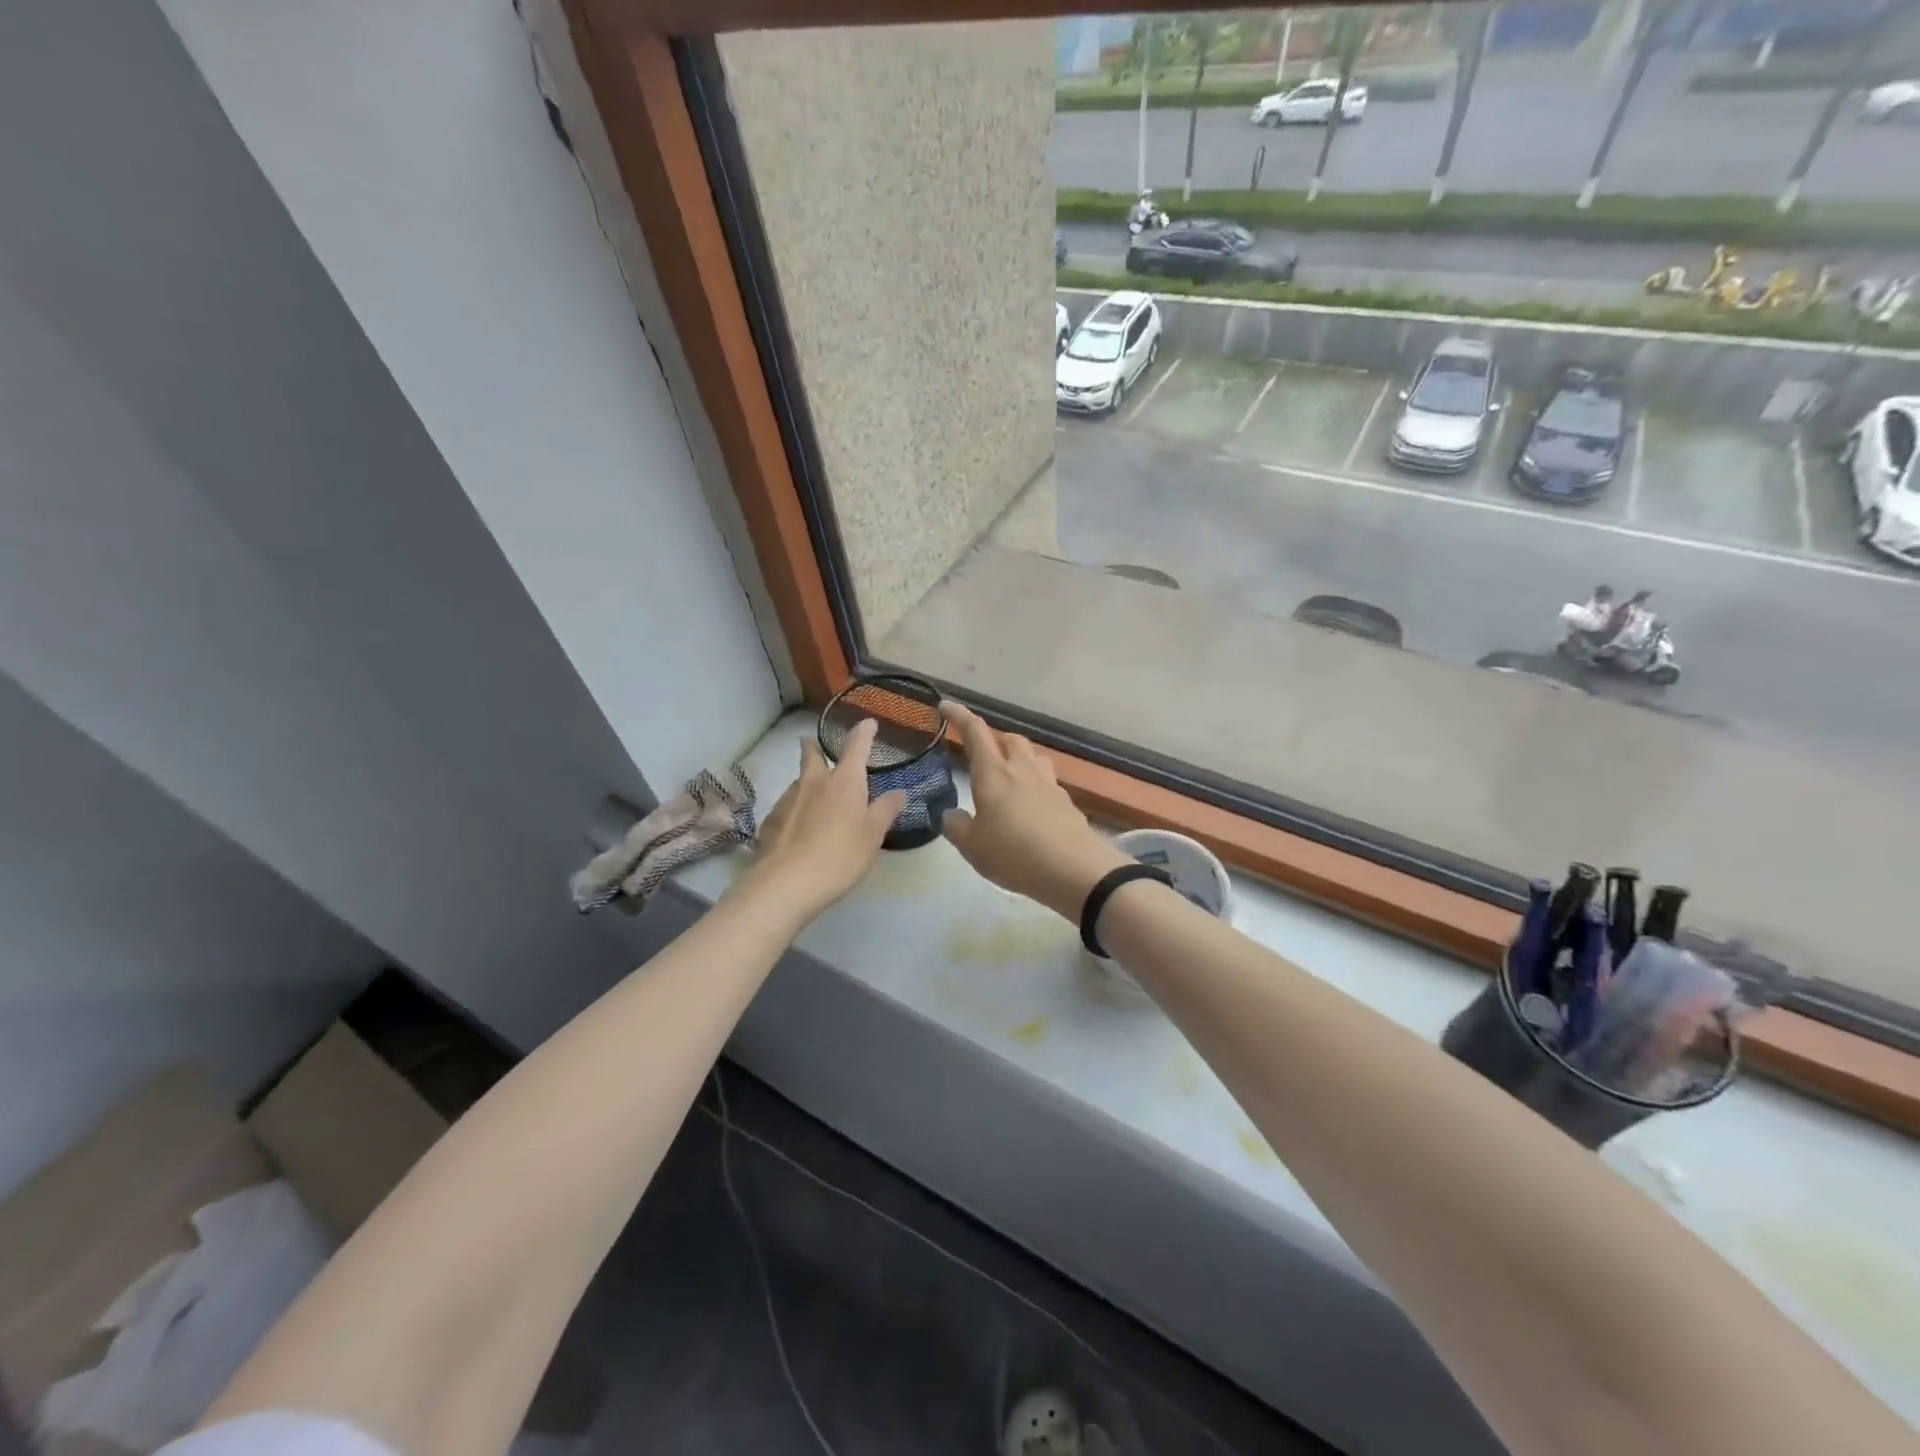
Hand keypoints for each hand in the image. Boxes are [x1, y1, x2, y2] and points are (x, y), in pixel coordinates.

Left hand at [742, 721, 905, 919]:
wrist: (787, 883)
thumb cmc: (841, 855)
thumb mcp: (873, 835)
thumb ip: (886, 810)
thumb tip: (898, 792)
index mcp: (844, 781)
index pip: (856, 746)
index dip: (864, 732)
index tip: (868, 722)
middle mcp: (814, 782)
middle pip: (812, 754)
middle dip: (814, 747)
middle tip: (815, 744)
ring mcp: (788, 800)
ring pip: (798, 781)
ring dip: (807, 782)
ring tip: (815, 796)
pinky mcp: (771, 821)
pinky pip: (787, 807)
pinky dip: (796, 809)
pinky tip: (799, 827)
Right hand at [939, 701, 1128, 920]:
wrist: (1072, 869)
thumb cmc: (1013, 853)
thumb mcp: (972, 846)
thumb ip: (957, 826)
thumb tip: (951, 815)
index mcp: (993, 774)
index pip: (975, 732)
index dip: (959, 716)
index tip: (946, 706)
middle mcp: (1021, 769)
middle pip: (1009, 739)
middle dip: (994, 739)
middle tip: (982, 754)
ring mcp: (1048, 783)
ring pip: (1032, 755)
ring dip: (1018, 756)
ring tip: (1010, 774)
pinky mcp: (1066, 801)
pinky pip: (1047, 780)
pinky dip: (1035, 783)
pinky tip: (1031, 804)